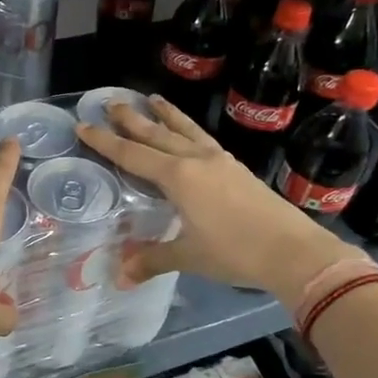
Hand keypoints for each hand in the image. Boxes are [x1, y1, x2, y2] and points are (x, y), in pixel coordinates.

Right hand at [77, 95, 354, 303]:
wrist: (294, 250)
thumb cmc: (235, 252)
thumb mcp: (189, 256)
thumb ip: (152, 260)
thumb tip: (119, 277)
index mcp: (179, 177)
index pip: (132, 155)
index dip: (105, 142)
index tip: (84, 125)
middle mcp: (196, 160)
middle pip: (157, 134)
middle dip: (132, 119)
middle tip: (111, 102)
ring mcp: (219, 161)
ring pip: (185, 130)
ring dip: (166, 115)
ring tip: (152, 99)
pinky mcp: (236, 168)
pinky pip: (203, 139)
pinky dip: (189, 129)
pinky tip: (189, 132)